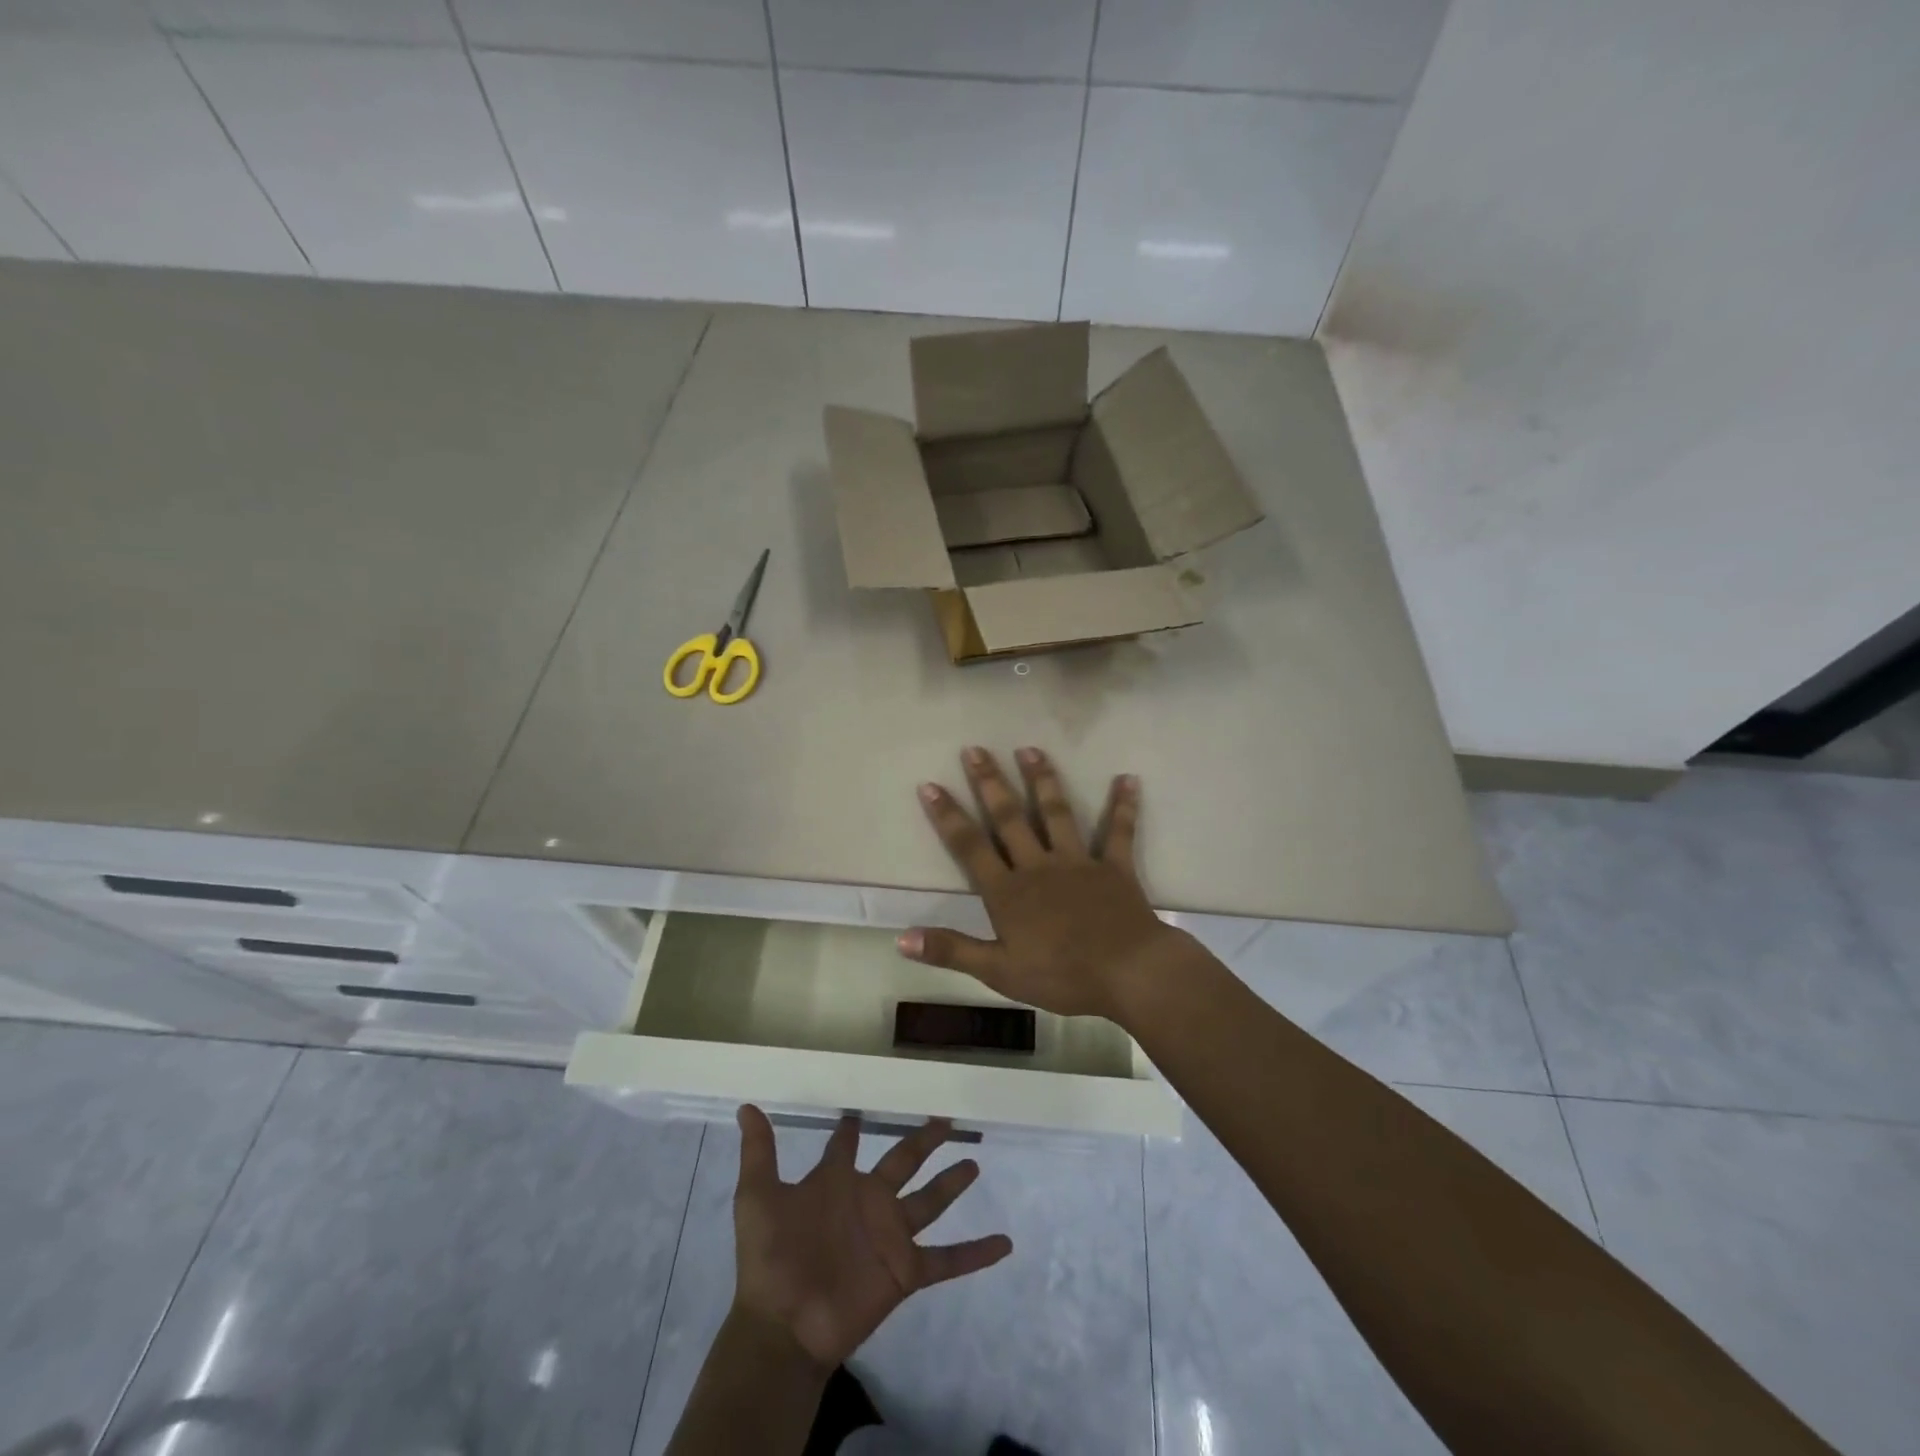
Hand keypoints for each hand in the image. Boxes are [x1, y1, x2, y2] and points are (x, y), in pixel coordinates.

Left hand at [729, 1105, 1012, 1370]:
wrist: (784, 1325)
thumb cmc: (770, 1258)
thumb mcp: (758, 1198)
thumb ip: (759, 1152)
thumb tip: (745, 1106)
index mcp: (835, 1182)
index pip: (846, 1146)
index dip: (852, 1128)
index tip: (863, 1107)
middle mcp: (868, 1201)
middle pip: (902, 1161)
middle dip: (922, 1140)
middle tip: (945, 1117)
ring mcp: (890, 1235)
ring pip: (930, 1201)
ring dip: (952, 1184)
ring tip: (975, 1161)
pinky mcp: (906, 1270)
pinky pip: (948, 1260)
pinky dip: (976, 1253)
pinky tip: (1005, 1242)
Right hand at [898, 746, 1187, 1018]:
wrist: (1128, 973)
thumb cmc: (1061, 976)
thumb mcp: (999, 971)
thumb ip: (951, 950)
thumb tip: (901, 938)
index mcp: (1008, 891)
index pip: (970, 846)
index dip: (948, 816)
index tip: (930, 784)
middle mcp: (1039, 865)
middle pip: (1009, 818)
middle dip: (990, 782)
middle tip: (975, 749)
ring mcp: (1078, 862)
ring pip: (1056, 813)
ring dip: (1042, 779)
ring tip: (1030, 749)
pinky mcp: (1114, 866)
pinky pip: (1119, 831)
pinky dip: (1123, 805)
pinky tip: (1128, 779)